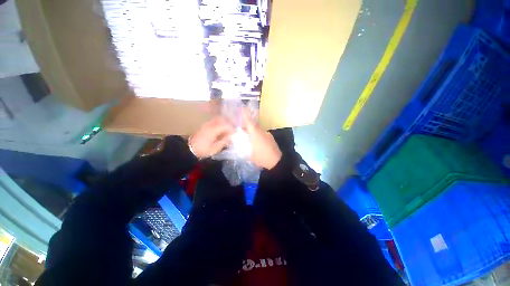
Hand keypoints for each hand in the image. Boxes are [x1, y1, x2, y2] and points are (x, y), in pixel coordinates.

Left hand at [189, 117, 234, 158]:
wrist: (189, 149)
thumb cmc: (202, 150)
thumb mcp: (215, 148)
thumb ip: (224, 141)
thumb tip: (231, 136)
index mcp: (213, 130)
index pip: (225, 125)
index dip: (231, 128)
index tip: (235, 133)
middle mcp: (209, 125)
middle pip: (221, 119)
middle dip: (228, 123)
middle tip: (232, 129)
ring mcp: (206, 125)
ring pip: (217, 120)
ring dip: (224, 123)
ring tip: (227, 131)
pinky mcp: (204, 126)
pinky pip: (214, 122)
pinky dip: (219, 124)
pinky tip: (221, 131)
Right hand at [242, 109, 281, 168]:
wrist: (276, 161)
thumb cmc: (261, 157)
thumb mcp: (249, 154)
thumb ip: (243, 147)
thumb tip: (238, 142)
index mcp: (255, 133)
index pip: (249, 121)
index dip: (245, 114)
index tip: (241, 107)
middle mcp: (261, 131)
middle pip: (253, 124)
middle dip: (247, 123)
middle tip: (241, 126)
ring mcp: (267, 134)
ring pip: (258, 129)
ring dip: (252, 129)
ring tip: (248, 135)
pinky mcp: (270, 137)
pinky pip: (262, 133)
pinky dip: (257, 134)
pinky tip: (255, 141)